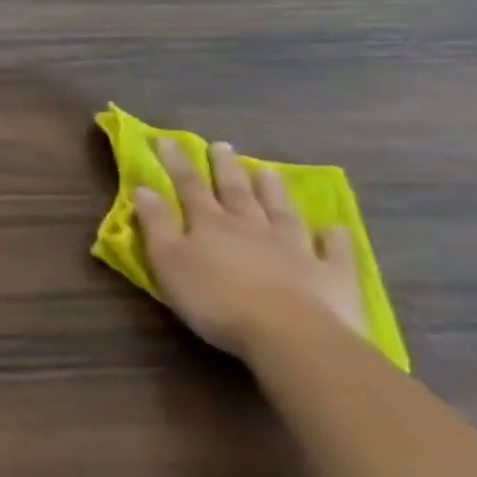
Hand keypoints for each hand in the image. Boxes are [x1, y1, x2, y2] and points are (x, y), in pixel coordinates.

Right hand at [134, 140, 367, 361]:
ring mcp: (296, 248)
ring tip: (268, 172)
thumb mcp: (168, 261)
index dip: (177, 163)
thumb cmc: (216, 299)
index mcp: (210, 224)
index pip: (189, 186)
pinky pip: (333, 250)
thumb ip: (156, 224)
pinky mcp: (331, 275)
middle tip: (222, 145)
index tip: (167, 140)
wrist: (291, 336)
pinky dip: (332, 237)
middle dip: (226, 168)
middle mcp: (252, 227)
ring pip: (281, 212)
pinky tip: (333, 227)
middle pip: (236, 191)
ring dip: (273, 191)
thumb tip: (144, 188)